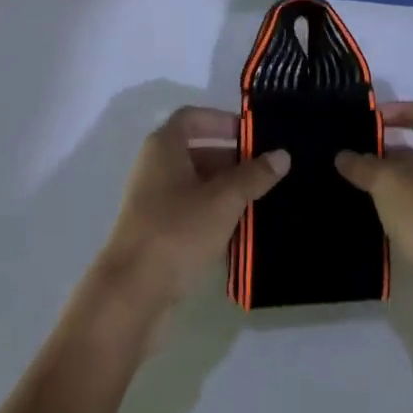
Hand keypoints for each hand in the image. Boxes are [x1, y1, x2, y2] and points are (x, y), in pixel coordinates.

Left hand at [95, 107, 289, 325]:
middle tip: (263, 170)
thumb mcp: (224, 199)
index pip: (193, 117)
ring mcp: (152, 202)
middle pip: (196, 150)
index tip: (250, 136)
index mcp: (164, 147)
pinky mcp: (155, 233)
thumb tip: (282, 154)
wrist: (130, 296)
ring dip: (224, 187)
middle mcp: (154, 167)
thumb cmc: (177, 231)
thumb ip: (255, 175)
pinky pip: (189, 210)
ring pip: (194, 183)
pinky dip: (212, 212)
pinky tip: (237, 228)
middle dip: (230, 158)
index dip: (222, 121)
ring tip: (257, 199)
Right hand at [335, 101, 412, 298]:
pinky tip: (369, 221)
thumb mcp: (391, 183)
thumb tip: (343, 155)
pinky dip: (397, 216)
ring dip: (389, 187)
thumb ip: (365, 166)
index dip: (403, 110)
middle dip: (388, 152)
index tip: (373, 119)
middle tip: (352, 157)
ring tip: (351, 188)